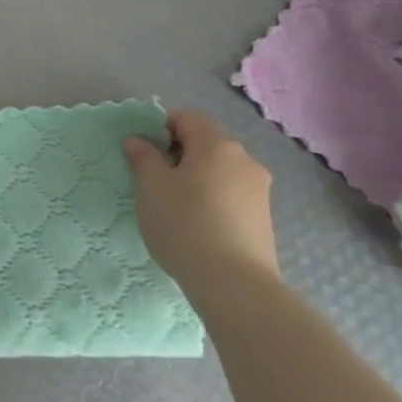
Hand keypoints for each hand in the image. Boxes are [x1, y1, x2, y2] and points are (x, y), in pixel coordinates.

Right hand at [124, 108, 277, 294]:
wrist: (234, 284)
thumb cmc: (185, 224)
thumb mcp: (151, 187)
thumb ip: (143, 157)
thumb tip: (138, 140)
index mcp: (216, 144)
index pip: (187, 117)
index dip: (161, 126)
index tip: (143, 150)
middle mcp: (244, 159)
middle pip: (206, 143)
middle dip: (178, 153)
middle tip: (153, 179)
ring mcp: (259, 190)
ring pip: (219, 170)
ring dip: (196, 178)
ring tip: (174, 206)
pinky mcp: (264, 218)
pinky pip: (231, 195)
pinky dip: (212, 199)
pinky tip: (197, 225)